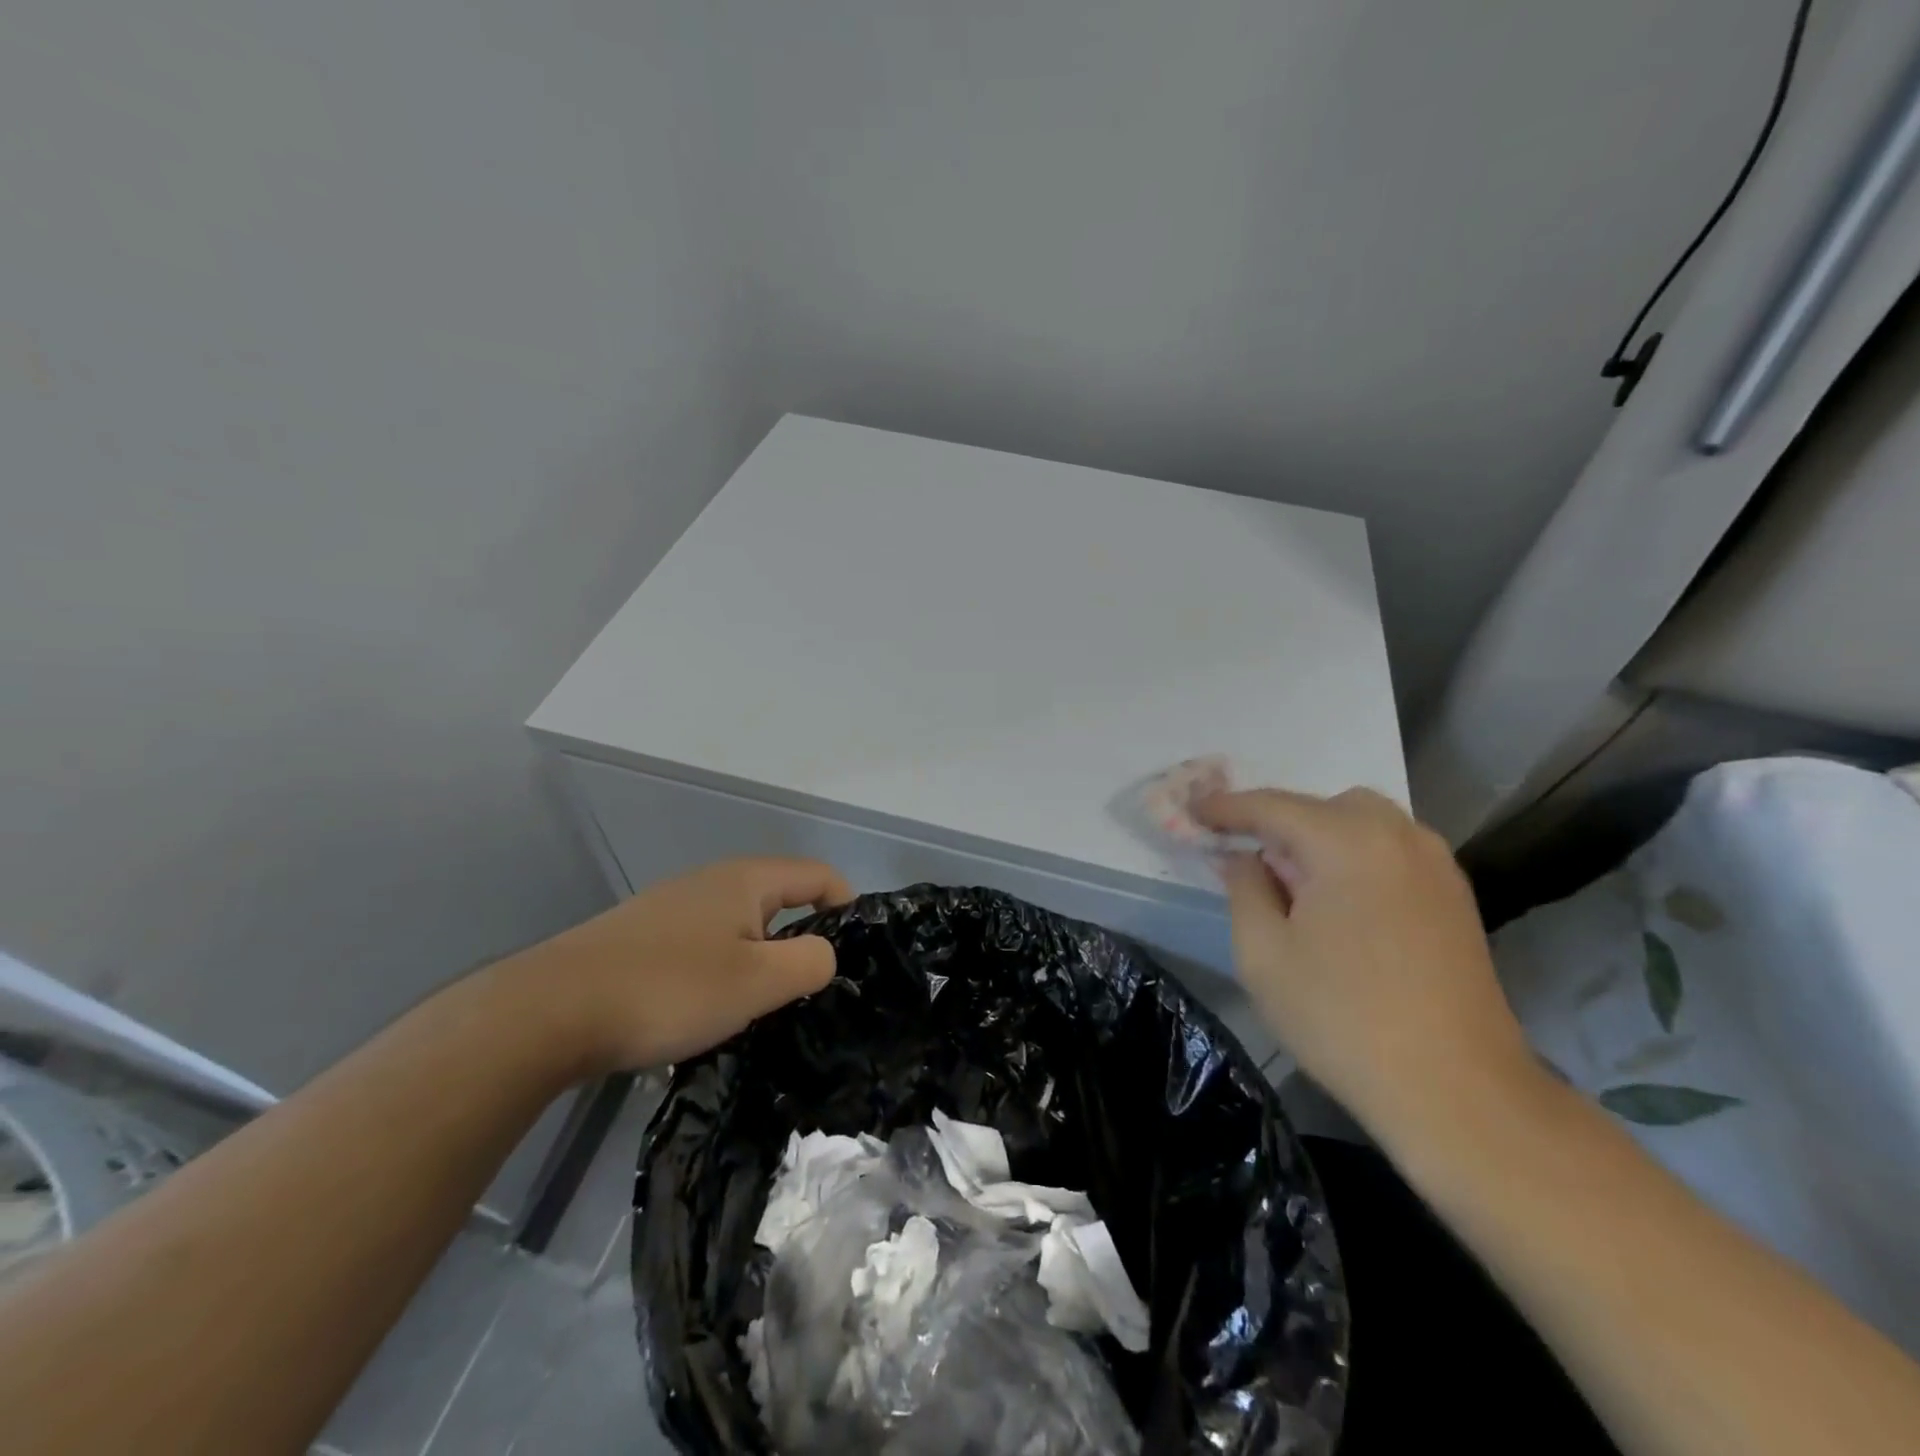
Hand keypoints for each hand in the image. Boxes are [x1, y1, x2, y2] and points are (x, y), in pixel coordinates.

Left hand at [500, 857, 852, 1076]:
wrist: (550, 1012)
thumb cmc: (669, 989)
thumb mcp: (757, 982)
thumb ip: (810, 962)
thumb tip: (823, 954)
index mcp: (746, 880)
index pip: (819, 876)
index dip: (847, 908)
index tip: (854, 959)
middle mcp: (712, 881)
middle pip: (780, 899)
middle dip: (803, 940)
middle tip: (808, 992)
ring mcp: (673, 907)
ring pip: (740, 926)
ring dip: (760, 960)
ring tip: (759, 1008)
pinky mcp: (643, 937)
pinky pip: (705, 945)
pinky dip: (722, 970)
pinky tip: (705, 1011)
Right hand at [1194, 787, 1536, 1140]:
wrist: (1458, 1091)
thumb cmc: (1343, 1019)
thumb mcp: (1263, 954)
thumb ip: (1244, 888)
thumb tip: (1243, 856)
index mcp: (1346, 842)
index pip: (1271, 806)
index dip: (1224, 807)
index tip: (1191, 809)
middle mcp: (1397, 835)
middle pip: (1321, 807)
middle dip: (1278, 822)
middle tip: (1246, 858)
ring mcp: (1435, 864)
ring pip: (1362, 823)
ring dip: (1319, 838)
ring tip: (1293, 883)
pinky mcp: (1455, 895)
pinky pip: (1391, 850)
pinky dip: (1354, 856)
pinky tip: (1340, 901)